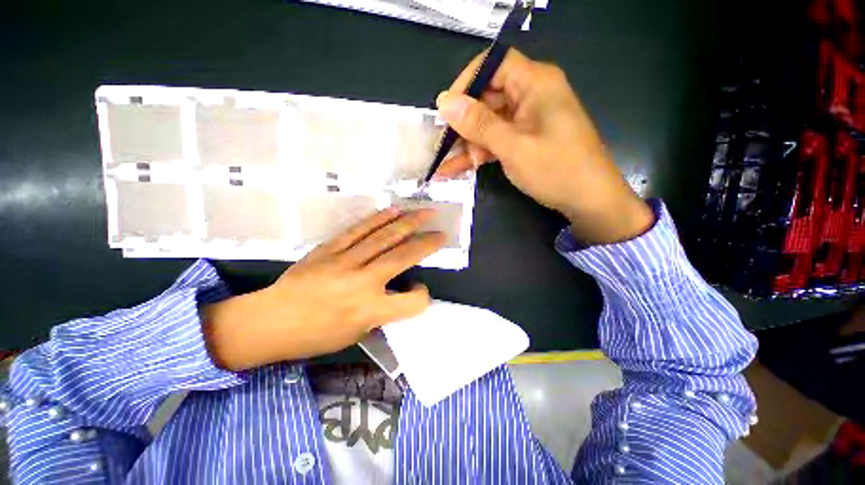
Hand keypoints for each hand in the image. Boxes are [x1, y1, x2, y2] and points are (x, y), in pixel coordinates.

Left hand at [202, 209, 444, 370]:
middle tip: (442, 232)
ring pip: (384, 237)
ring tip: (425, 212)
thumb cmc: (315, 336)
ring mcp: (346, 261)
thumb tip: (397, 291)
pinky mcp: (330, 249)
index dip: (422, 296)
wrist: (270, 321)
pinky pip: (359, 230)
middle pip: (403, 257)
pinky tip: (393, 210)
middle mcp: (363, 282)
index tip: (417, 291)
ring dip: (408, 222)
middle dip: (427, 243)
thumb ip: (382, 312)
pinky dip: (379, 219)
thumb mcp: (355, 334)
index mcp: (370, 310)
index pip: (412, 302)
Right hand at [435, 49, 653, 244]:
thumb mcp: (514, 147)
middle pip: (487, 97)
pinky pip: (495, 140)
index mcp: (536, 83)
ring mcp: (526, 120)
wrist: (589, 201)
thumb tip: (445, 102)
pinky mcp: (524, 140)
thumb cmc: (557, 170)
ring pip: (487, 123)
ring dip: (466, 144)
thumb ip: (479, 124)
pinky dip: (477, 154)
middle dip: (463, 124)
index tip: (446, 109)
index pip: (493, 65)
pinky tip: (455, 169)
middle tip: (442, 146)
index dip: (466, 83)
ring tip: (444, 165)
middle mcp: (530, 95)